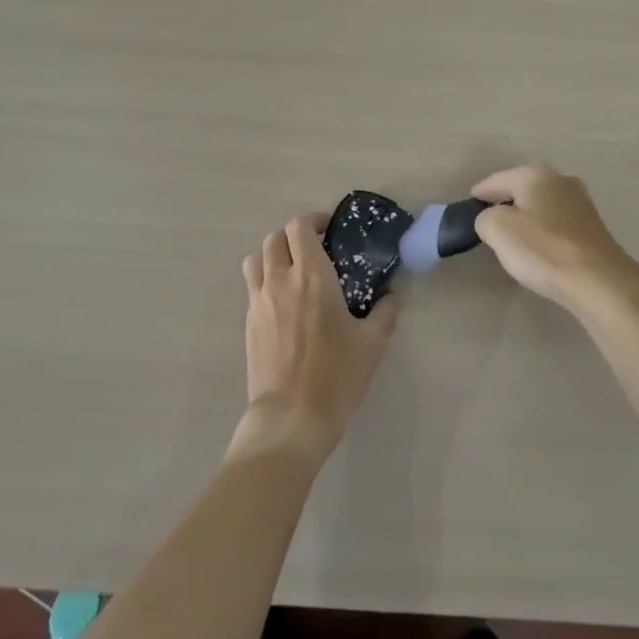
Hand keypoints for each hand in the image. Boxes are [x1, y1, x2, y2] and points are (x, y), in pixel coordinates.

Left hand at [231, 214, 399, 464]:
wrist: (291, 416)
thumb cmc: (336, 375)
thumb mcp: (373, 343)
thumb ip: (384, 312)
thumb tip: (389, 297)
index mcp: (312, 276)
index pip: (300, 227)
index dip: (313, 221)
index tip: (329, 231)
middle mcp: (280, 280)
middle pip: (275, 238)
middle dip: (293, 236)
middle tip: (314, 250)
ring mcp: (259, 301)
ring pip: (256, 259)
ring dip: (273, 255)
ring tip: (292, 271)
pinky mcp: (248, 323)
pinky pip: (252, 287)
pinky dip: (265, 282)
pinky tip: (283, 303)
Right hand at [471, 164, 638, 313]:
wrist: (598, 281)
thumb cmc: (543, 248)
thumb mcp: (497, 229)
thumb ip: (485, 218)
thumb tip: (492, 220)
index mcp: (536, 174)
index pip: (498, 180)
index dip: (481, 192)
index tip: (469, 204)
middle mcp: (561, 181)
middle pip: (523, 189)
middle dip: (505, 201)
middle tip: (488, 219)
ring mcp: (581, 204)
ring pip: (542, 205)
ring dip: (527, 217)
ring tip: (511, 236)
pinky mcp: (592, 228)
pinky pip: (557, 223)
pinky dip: (544, 231)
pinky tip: (538, 248)